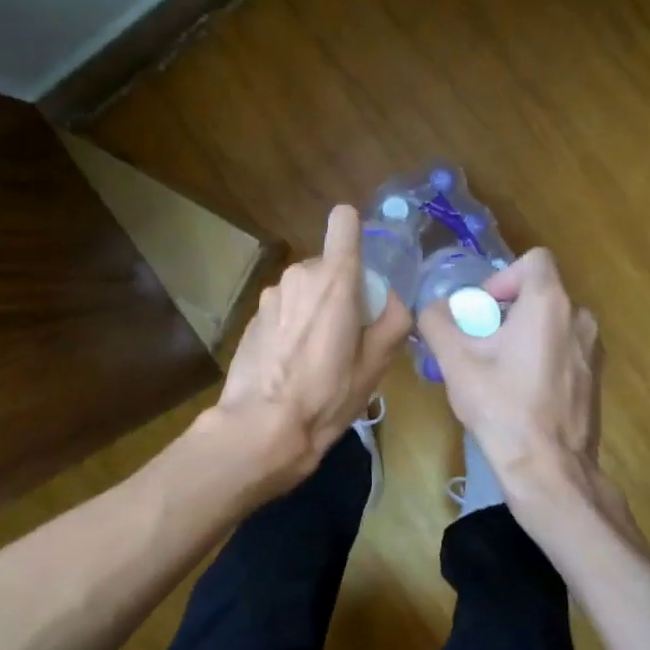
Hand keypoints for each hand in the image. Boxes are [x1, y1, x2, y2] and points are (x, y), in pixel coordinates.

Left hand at [215, 205, 412, 486]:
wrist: (261, 427)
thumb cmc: (327, 395)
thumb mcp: (376, 364)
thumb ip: (394, 319)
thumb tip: (392, 299)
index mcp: (335, 278)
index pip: (344, 221)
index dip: (356, 233)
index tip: (364, 266)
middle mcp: (300, 274)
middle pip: (330, 264)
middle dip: (343, 288)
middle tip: (349, 334)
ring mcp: (271, 294)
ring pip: (306, 287)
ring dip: (316, 307)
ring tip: (320, 354)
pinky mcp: (254, 315)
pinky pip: (286, 306)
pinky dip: (294, 323)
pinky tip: (293, 362)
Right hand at [417, 248, 634, 542]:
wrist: (549, 470)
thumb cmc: (502, 407)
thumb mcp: (456, 362)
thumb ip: (437, 322)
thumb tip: (433, 308)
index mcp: (550, 304)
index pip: (534, 260)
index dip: (502, 277)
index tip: (483, 310)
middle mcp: (580, 318)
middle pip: (539, 293)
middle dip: (506, 310)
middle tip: (480, 344)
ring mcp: (592, 350)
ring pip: (552, 323)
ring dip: (523, 335)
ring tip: (498, 370)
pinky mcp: (595, 378)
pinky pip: (564, 349)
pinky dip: (542, 357)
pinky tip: (521, 392)